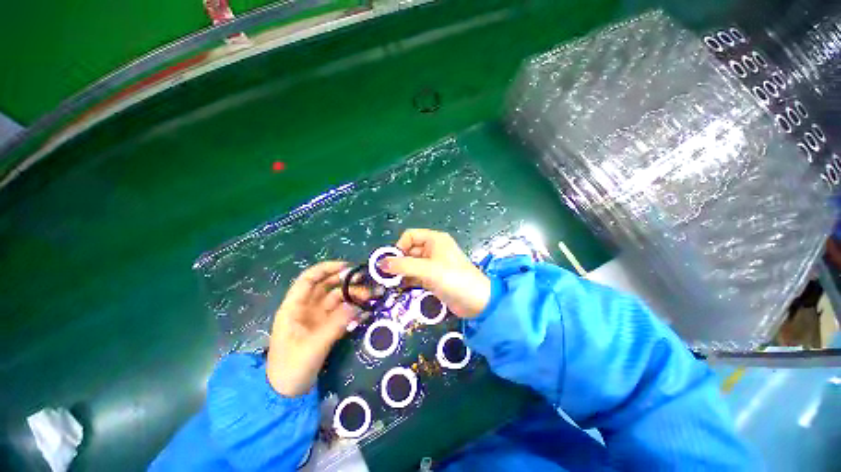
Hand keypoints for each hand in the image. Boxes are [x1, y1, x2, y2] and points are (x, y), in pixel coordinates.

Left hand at [266, 261, 363, 396]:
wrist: (285, 395)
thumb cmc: (291, 368)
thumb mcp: (313, 346)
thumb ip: (336, 324)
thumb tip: (357, 305)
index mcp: (294, 307)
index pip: (309, 279)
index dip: (327, 268)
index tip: (348, 267)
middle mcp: (306, 308)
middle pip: (326, 286)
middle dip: (345, 281)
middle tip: (366, 280)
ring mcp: (316, 318)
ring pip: (336, 299)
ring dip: (352, 295)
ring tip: (370, 296)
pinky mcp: (325, 328)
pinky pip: (341, 313)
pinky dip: (352, 309)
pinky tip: (365, 309)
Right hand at [381, 229, 490, 317]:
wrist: (477, 302)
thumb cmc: (454, 279)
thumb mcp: (428, 270)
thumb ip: (403, 265)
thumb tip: (380, 263)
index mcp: (434, 240)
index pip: (410, 236)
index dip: (399, 247)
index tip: (391, 262)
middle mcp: (433, 249)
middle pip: (409, 251)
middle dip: (398, 262)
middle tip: (386, 277)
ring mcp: (433, 264)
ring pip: (411, 264)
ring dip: (401, 273)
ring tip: (390, 284)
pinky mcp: (433, 278)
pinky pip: (416, 275)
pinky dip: (408, 280)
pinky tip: (400, 289)